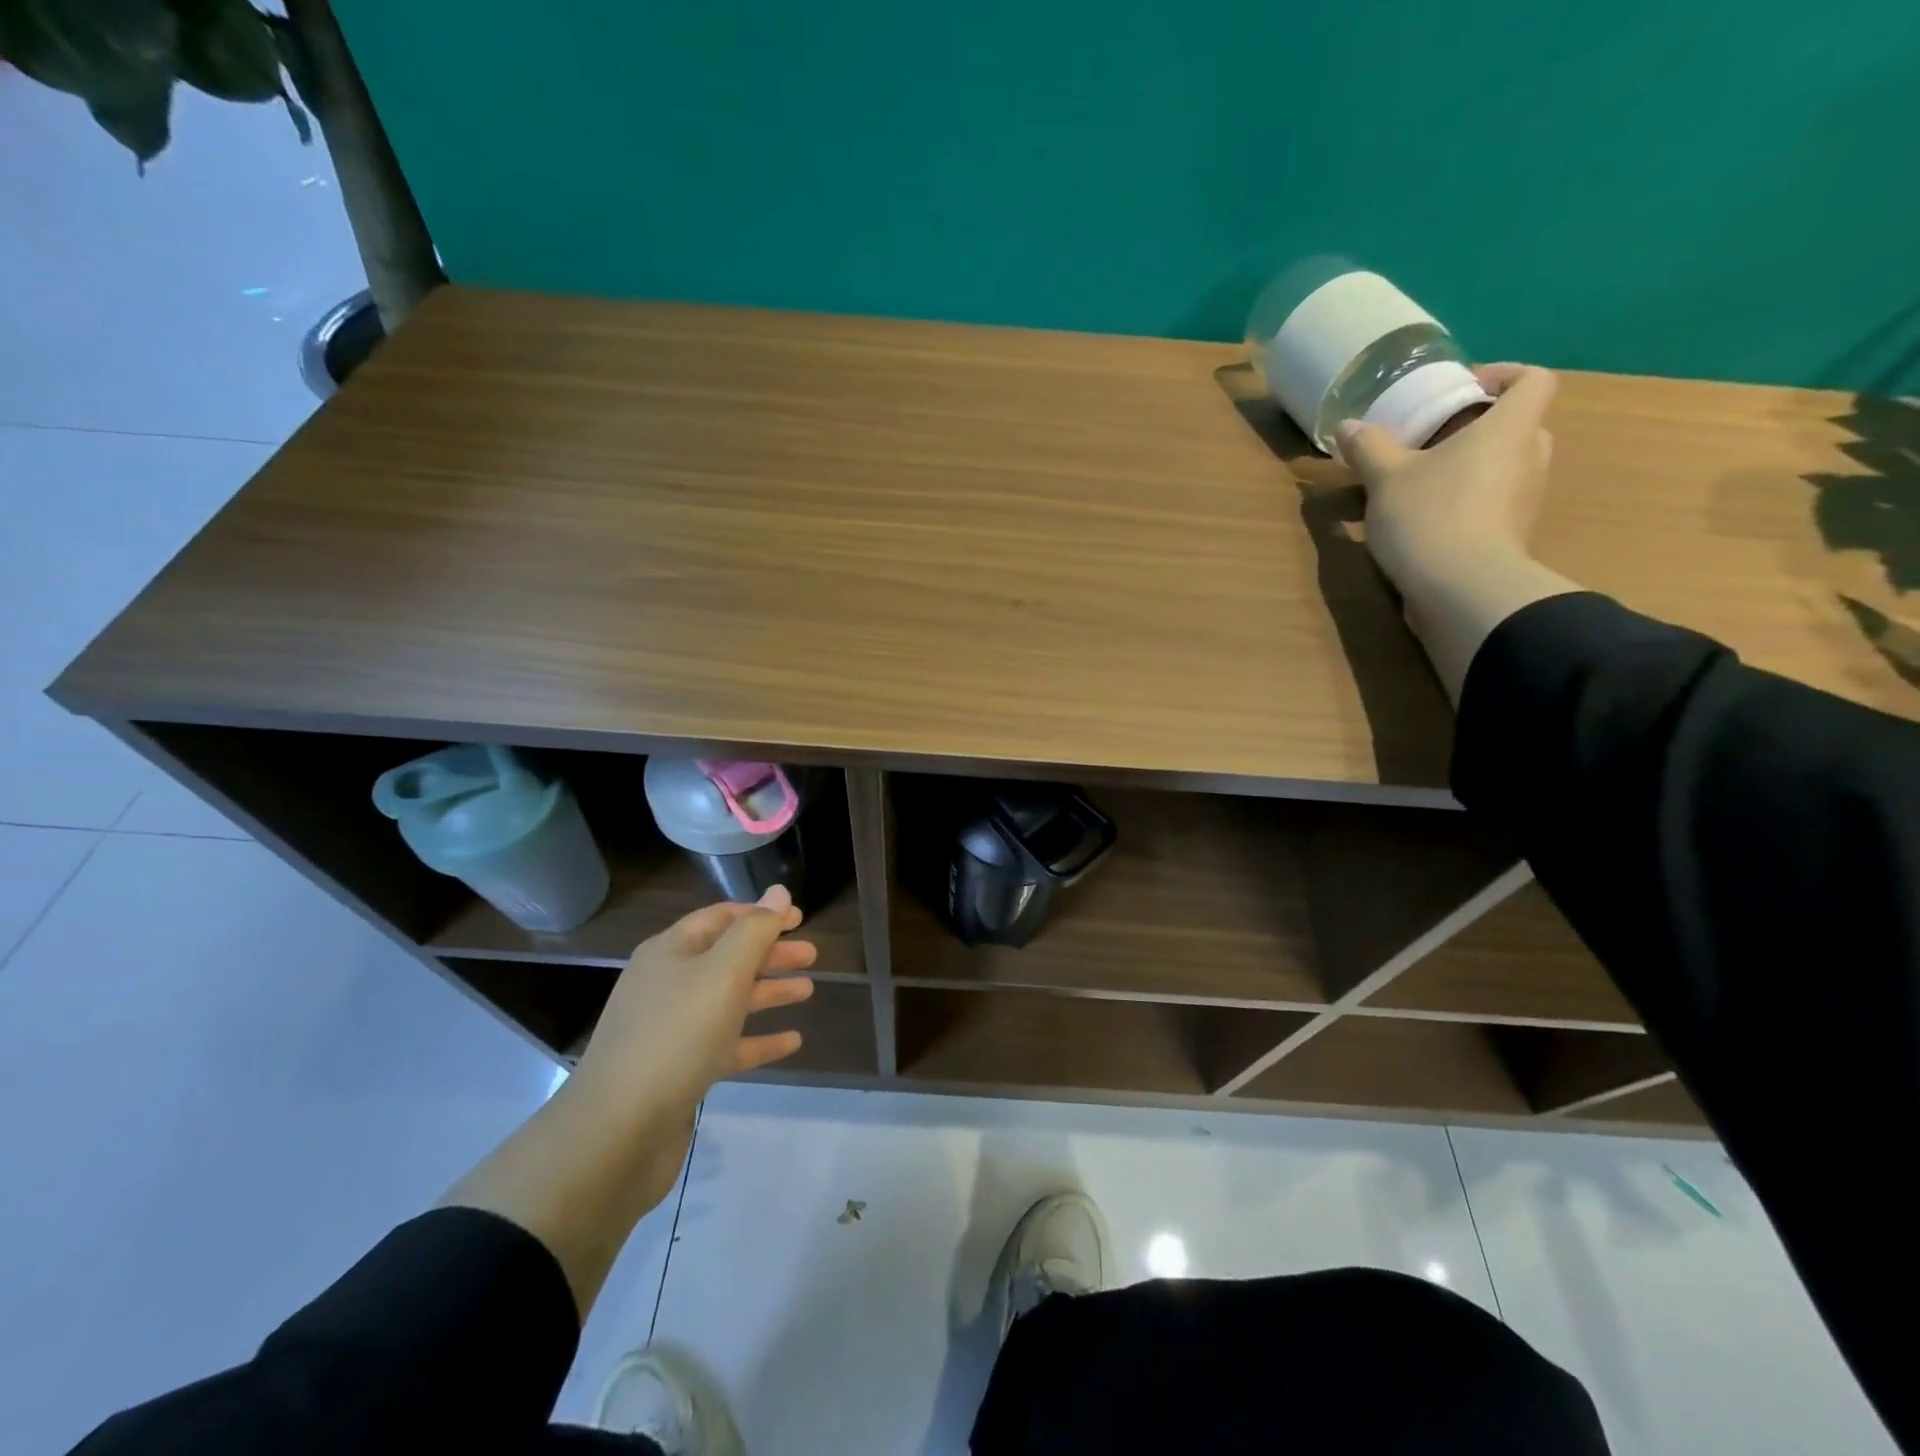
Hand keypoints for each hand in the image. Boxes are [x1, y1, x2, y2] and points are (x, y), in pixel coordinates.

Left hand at [568, 885, 816, 1127]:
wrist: (618, 1131)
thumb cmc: (676, 1036)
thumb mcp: (723, 973)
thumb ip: (755, 931)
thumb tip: (778, 891)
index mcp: (671, 952)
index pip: (721, 918)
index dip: (761, 914)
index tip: (799, 918)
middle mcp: (667, 984)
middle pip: (727, 958)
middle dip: (770, 953)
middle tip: (812, 955)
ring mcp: (670, 1029)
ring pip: (729, 1000)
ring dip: (768, 992)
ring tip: (808, 991)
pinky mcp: (678, 1071)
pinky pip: (726, 1045)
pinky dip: (758, 1040)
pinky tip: (792, 1042)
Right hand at [1338, 363, 1558, 599]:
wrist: (1461, 589)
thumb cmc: (1430, 515)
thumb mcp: (1385, 478)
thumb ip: (1369, 448)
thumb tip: (1348, 426)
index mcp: (1510, 428)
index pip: (1534, 380)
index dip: (1504, 375)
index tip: (1463, 388)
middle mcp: (1530, 458)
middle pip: (1520, 425)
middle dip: (1481, 426)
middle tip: (1436, 437)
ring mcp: (1526, 501)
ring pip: (1507, 467)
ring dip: (1472, 467)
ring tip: (1424, 482)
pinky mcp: (1511, 536)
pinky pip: (1495, 504)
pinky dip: (1469, 503)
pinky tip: (1428, 519)